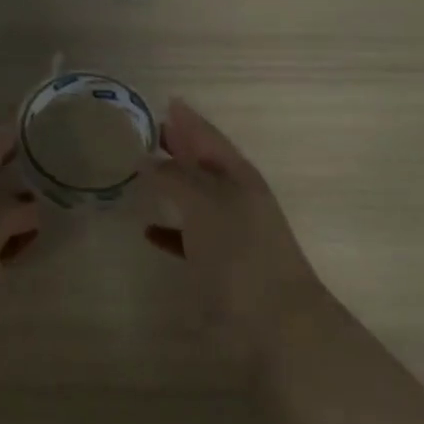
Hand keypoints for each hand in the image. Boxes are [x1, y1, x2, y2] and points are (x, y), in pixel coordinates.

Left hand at [0, 125, 40, 331]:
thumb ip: (6, 212)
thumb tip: (31, 208)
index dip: (2, 140)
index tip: (27, 120)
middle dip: (17, 170)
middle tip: (55, 154)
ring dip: (23, 205)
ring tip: (57, 191)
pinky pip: (2, 249)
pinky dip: (21, 238)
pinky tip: (40, 239)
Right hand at [141, 99, 321, 349]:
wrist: (278, 322)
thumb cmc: (240, 253)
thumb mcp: (205, 204)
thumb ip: (176, 178)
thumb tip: (149, 159)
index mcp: (237, 176)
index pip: (209, 137)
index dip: (189, 120)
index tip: (168, 102)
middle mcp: (237, 197)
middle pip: (204, 163)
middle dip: (181, 146)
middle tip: (152, 130)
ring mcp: (232, 232)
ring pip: (197, 198)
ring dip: (174, 184)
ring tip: (144, 171)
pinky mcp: (223, 265)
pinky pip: (191, 236)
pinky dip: (171, 229)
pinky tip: (149, 230)